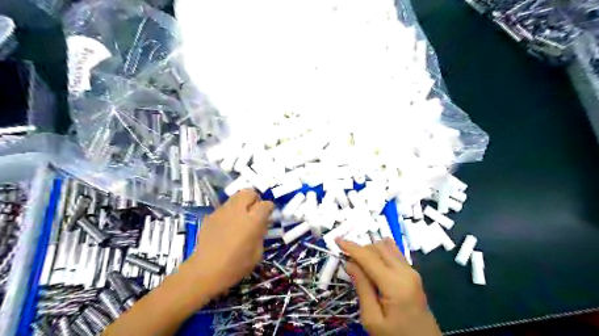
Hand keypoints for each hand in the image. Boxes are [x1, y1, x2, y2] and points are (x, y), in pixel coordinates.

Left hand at [184, 190, 274, 297]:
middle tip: (254, 211)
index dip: (269, 208)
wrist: (205, 271)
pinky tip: (227, 226)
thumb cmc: (235, 266)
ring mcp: (222, 212)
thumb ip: (261, 235)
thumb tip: (261, 225)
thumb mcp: (257, 254)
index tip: (268, 215)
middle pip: (249, 192)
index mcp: (253, 221)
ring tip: (240, 217)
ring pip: (235, 197)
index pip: (266, 204)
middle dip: (254, 199)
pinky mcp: (211, 216)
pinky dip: (229, 212)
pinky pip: (224, 208)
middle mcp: (238, 211)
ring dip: (241, 204)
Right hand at [338, 239, 440, 335]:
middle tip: (347, 261)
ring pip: (387, 246)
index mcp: (395, 284)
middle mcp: (405, 271)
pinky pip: (394, 253)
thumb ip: (362, 288)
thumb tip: (349, 263)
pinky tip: (373, 263)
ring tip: (359, 264)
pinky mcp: (413, 274)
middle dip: (360, 249)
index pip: (368, 257)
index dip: (351, 247)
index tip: (336, 240)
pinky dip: (380, 252)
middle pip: (378, 247)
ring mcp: (412, 271)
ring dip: (370, 249)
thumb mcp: (372, 319)